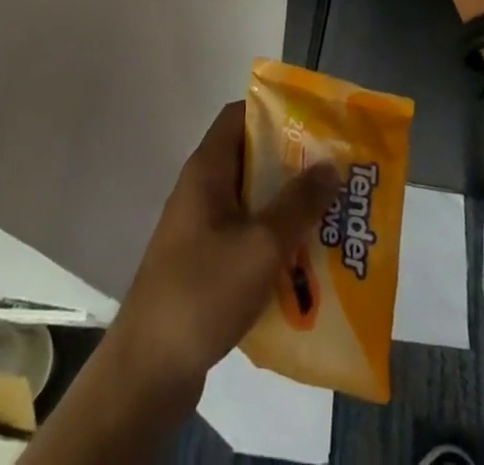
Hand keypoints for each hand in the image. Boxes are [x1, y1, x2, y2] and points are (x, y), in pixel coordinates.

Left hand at [108, 101, 342, 398]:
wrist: (148, 371)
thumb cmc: (203, 291)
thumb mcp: (260, 244)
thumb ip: (298, 203)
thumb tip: (330, 165)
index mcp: (207, 169)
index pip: (240, 115)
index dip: (276, 112)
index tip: (315, 124)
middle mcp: (202, 190)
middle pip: (251, 159)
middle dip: (293, 165)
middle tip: (335, 173)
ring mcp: (201, 228)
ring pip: (252, 202)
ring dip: (287, 207)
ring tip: (331, 217)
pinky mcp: (205, 265)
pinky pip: (247, 238)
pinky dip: (274, 243)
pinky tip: (306, 264)